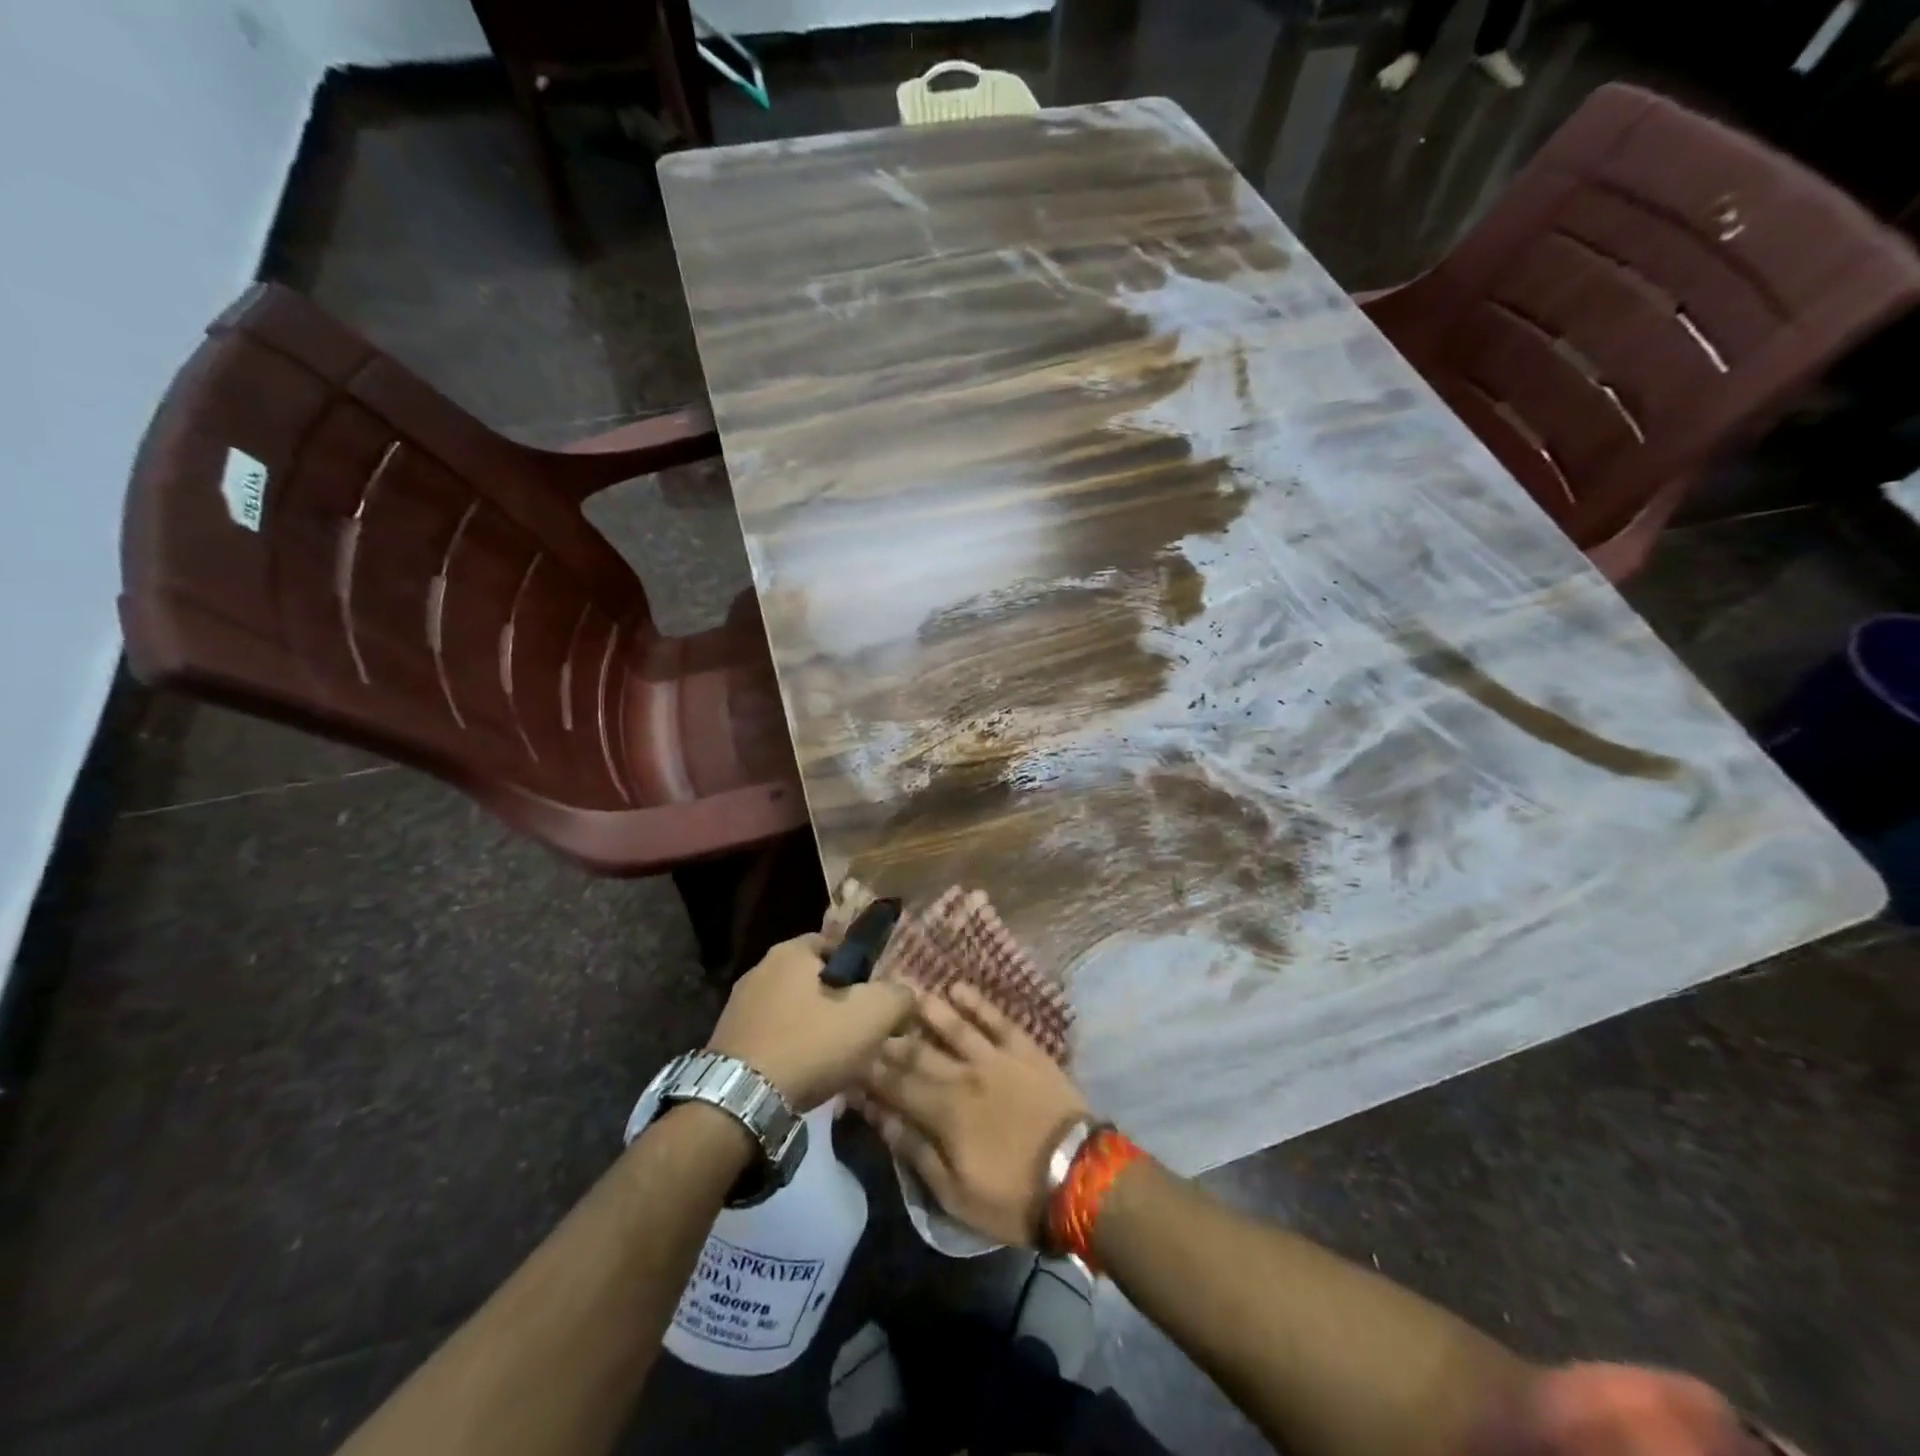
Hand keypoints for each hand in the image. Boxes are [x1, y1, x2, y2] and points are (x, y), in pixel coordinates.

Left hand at [707, 935, 912, 1111]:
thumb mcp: (872, 1015)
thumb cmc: (810, 1044)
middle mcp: (760, 968)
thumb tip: (905, 994)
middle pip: (815, 979)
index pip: (837, 945)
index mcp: (791, 951)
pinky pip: (772, 1036)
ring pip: (793, 1009)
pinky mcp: (727, 1040)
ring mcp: (738, 1005)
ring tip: (833, 1060)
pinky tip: (803, 1075)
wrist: (740, 1102)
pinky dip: (790, 1050)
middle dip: (838, 1002)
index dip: (862, 971)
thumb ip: (898, 996)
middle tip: (859, 1033)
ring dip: (813, 1028)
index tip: (875, 1001)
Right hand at [859, 982, 1089, 1245]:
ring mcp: (996, 1058)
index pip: (895, 1085)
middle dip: (890, 1038)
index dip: (869, 1073)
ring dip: (928, 1010)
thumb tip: (879, 1117)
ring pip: (954, 1026)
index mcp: (943, 1112)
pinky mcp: (1025, 1050)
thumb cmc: (1013, 1196)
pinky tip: (958, 988)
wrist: (1079, 1176)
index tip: (848, 1060)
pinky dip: (977, 1003)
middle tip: (868, 1022)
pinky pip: (997, 1019)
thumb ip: (915, 1151)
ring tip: (905, 991)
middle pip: (918, 1051)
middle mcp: (963, 1075)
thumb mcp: (954, 1193)